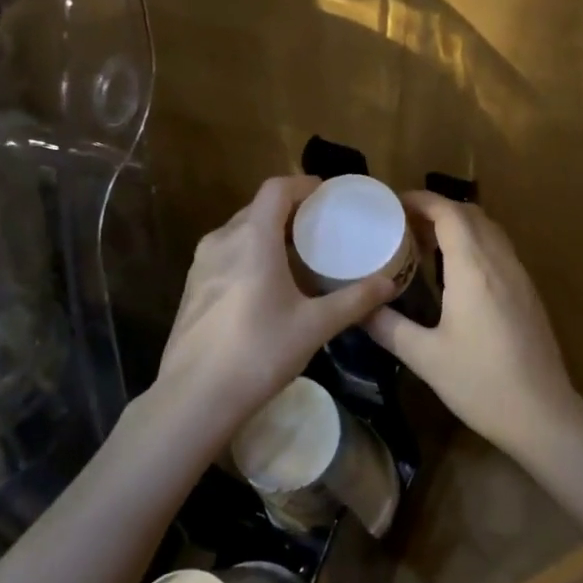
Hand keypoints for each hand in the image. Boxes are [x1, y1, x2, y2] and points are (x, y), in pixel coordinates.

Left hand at [153, 176, 395, 428]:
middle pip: (259, 208)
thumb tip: (389, 284)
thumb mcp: (315, 326)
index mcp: (253, 237)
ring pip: (240, 231)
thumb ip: (354, 300)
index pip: (277, 188)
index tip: (329, 196)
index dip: (304, 185)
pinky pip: (227, 253)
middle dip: (291, 211)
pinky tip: (268, 284)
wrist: (194, 397)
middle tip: (321, 228)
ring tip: (298, 255)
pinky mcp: (193, 286)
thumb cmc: (259, 352)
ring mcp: (201, 263)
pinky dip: (251, 253)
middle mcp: (223, 239)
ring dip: (269, 233)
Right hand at [365, 194, 580, 454]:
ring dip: (457, 225)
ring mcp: (518, 275)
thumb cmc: (481, 383)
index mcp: (474, 268)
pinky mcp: (527, 292)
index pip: (449, 212)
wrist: (543, 414)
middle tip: (403, 223)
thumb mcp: (425, 357)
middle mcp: (499, 261)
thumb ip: (388, 327)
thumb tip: (357, 308)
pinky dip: (474, 243)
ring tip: (424, 242)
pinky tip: (455, 271)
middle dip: (436, 209)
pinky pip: (498, 249)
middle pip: (470, 214)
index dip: (421, 200)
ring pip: (488, 230)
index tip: (393, 203)